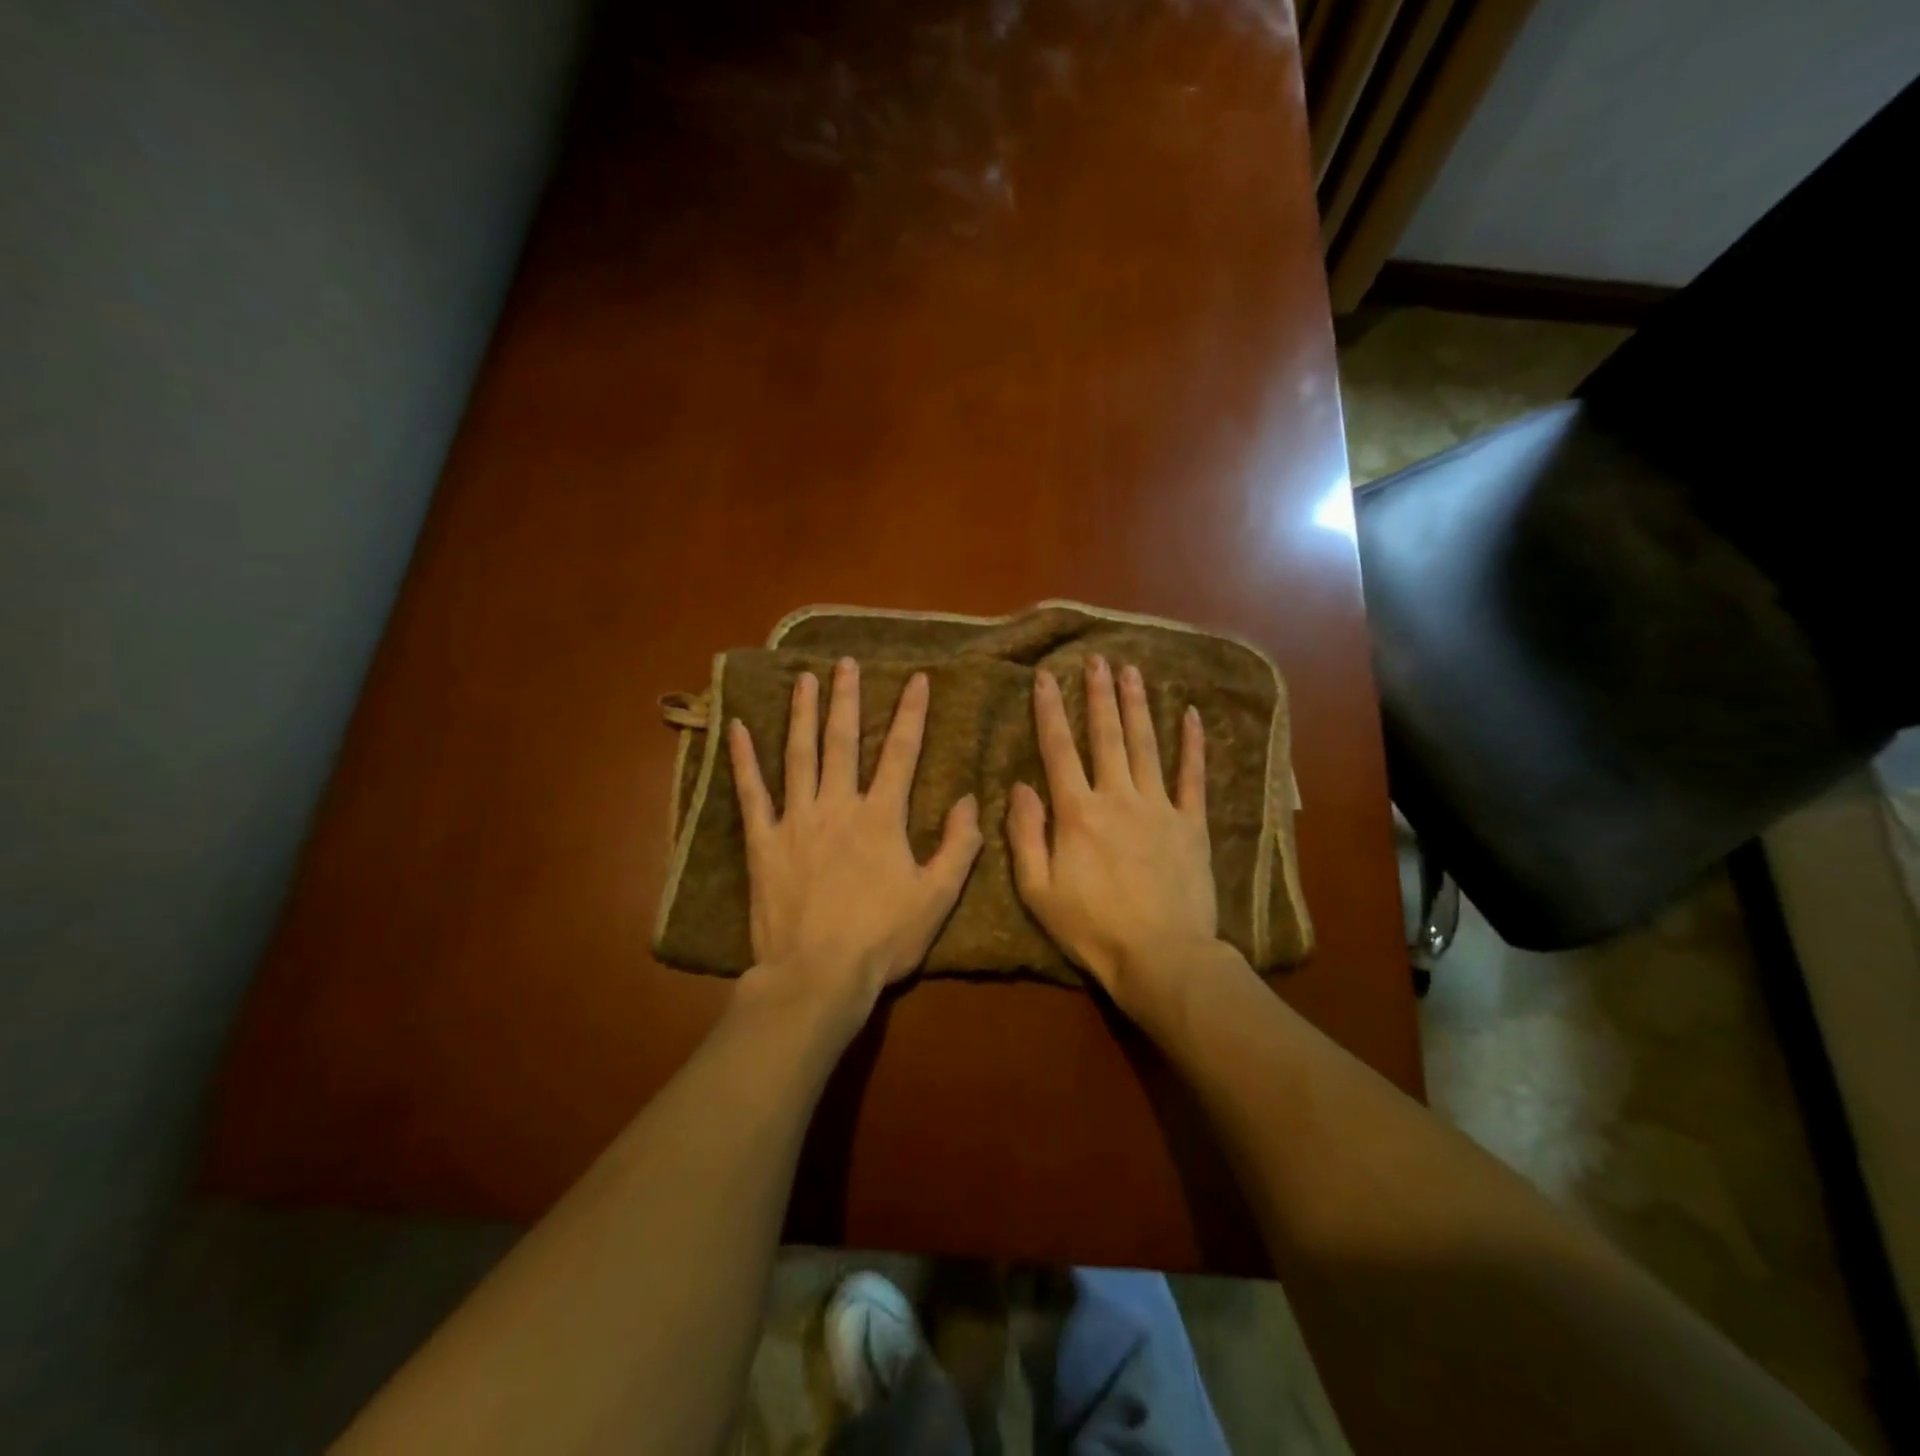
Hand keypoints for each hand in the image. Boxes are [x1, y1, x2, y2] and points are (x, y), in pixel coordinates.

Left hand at [728, 658, 982, 1024]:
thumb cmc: (882, 938)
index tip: (917, 678)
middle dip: (848, 699)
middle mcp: (837, 806)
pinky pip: (752, 794)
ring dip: (803, 714)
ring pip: (799, 756)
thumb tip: (968, 800)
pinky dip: (743, 760)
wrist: (817, 975)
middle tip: (846, 663)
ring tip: (804, 679)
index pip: (901, 753)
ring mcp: (796, 821)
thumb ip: (959, 847)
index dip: (912, 713)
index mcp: (881, 817)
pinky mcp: (763, 842)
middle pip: (844, 741)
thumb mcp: (937, 897)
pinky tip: (736, 728)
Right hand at [1006, 656, 1219, 1012]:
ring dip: (1138, 706)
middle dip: (1099, 694)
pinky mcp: (1192, 824)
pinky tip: (1192, 715)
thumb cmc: (1091, 927)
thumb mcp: (1037, 890)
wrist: (1160, 956)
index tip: (1045, 677)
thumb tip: (1020, 786)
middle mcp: (1118, 797)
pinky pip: (1193, 776)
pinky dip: (1193, 745)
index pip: (1059, 749)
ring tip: (1133, 672)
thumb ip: (1025, 834)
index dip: (1050, 711)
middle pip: (1106, 736)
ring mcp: (1159, 807)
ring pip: (1146, 745)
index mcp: (1077, 812)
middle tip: (1097, 659)